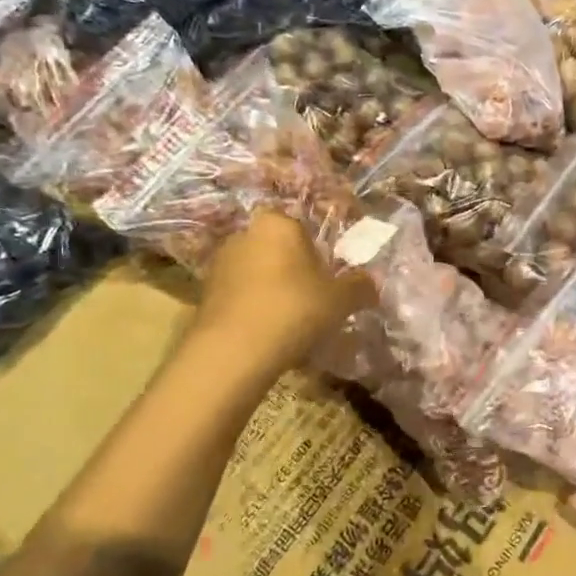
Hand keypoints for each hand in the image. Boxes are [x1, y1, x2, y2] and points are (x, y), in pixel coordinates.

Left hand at [190, 212, 374, 372]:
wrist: (233, 352)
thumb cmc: (294, 309)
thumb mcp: (341, 299)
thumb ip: (360, 286)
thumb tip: (371, 283)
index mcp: (278, 224)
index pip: (304, 228)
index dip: (320, 253)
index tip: (330, 279)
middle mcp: (245, 234)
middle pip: (280, 250)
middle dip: (296, 272)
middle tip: (315, 301)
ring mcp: (220, 264)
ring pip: (259, 274)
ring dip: (274, 292)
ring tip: (293, 324)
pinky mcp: (205, 294)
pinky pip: (241, 296)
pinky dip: (255, 310)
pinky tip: (269, 336)